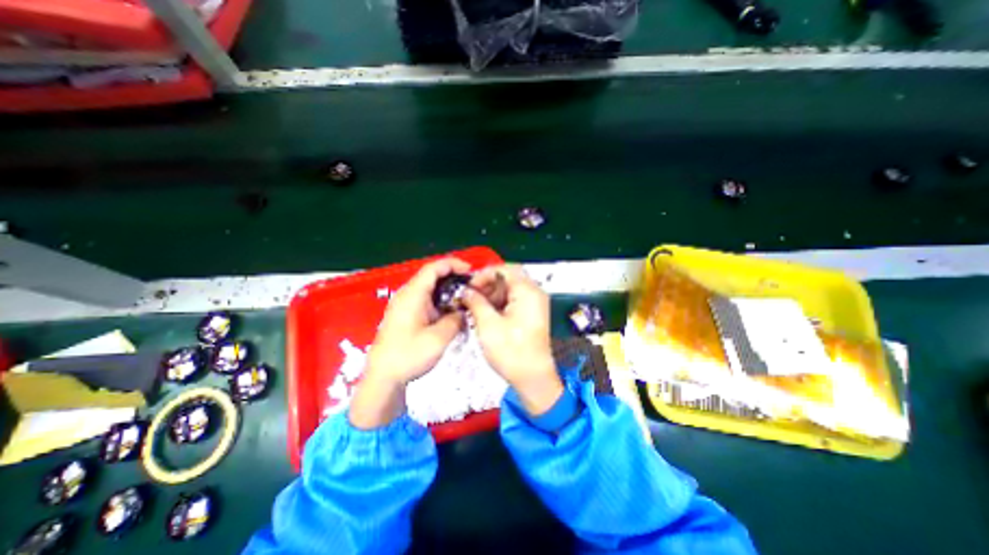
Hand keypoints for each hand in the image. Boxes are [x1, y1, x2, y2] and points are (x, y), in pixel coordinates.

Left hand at [346, 255, 469, 429]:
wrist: (382, 377)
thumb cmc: (408, 356)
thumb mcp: (439, 338)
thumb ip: (455, 319)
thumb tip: (463, 311)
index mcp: (412, 295)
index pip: (433, 268)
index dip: (453, 265)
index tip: (470, 272)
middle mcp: (406, 294)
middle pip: (431, 275)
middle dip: (453, 276)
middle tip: (471, 285)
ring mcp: (404, 304)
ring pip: (428, 287)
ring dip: (447, 288)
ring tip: (464, 296)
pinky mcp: (404, 314)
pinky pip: (425, 298)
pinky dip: (440, 299)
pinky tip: (450, 310)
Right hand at [460, 265, 559, 416]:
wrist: (532, 378)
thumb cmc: (512, 352)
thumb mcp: (488, 325)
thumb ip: (476, 302)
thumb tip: (466, 291)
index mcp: (528, 292)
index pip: (505, 269)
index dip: (485, 275)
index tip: (470, 287)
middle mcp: (534, 294)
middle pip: (508, 278)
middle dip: (487, 285)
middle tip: (471, 296)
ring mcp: (534, 304)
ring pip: (509, 289)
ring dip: (491, 295)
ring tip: (475, 306)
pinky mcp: (531, 314)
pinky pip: (513, 301)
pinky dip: (499, 304)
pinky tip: (485, 313)